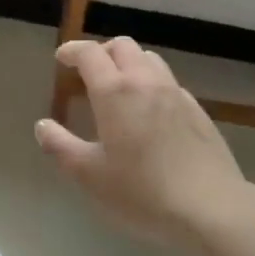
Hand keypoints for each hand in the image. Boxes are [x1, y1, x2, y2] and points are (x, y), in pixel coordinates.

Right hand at [36, 37, 245, 250]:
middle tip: (89, 72)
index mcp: (115, 91)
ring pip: (150, 59)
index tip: (62, 59)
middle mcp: (146, 82)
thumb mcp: (89, 175)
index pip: (90, 53)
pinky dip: (152, 83)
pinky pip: (169, 82)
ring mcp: (176, 94)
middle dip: (102, 52)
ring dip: (130, 63)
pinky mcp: (198, 111)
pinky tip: (150, 112)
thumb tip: (43, 126)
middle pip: (123, 46)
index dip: (73, 50)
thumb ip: (61, 147)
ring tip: (119, 87)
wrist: (211, 209)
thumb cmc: (141, 192)